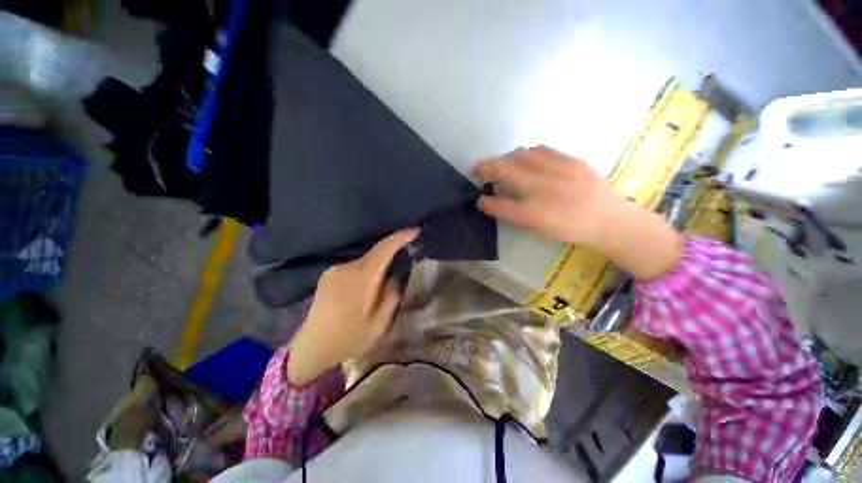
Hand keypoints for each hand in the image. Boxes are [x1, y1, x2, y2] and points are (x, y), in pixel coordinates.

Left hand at [287, 228, 418, 384]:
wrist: (312, 347)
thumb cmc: (349, 339)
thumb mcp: (380, 324)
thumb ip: (391, 295)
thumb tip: (395, 274)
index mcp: (361, 280)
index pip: (384, 250)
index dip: (400, 237)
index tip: (415, 230)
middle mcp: (347, 268)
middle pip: (375, 252)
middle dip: (393, 250)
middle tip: (407, 255)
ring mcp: (335, 270)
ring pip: (366, 260)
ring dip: (379, 263)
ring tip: (387, 277)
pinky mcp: (328, 274)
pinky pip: (355, 265)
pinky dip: (367, 269)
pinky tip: (368, 285)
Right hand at [475, 146, 682, 279]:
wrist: (608, 219)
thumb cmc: (568, 228)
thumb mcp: (536, 228)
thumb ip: (511, 214)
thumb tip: (491, 200)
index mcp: (535, 213)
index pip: (500, 204)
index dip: (486, 201)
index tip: (479, 198)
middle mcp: (544, 189)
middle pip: (506, 170)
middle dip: (487, 167)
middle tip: (478, 168)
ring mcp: (559, 172)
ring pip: (522, 155)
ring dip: (505, 158)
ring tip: (499, 163)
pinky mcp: (572, 160)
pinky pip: (542, 150)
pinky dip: (526, 153)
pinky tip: (524, 158)